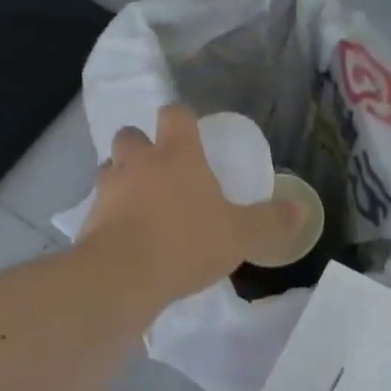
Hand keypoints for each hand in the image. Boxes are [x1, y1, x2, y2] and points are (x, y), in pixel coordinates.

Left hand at [78, 104, 304, 305]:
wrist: (123, 276)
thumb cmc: (187, 243)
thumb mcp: (240, 236)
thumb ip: (270, 221)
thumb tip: (301, 210)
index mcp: (177, 154)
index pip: (175, 114)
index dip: (182, 118)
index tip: (190, 131)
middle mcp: (138, 161)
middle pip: (131, 135)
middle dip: (142, 146)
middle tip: (160, 170)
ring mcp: (109, 187)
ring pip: (110, 168)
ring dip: (122, 178)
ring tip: (140, 202)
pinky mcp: (89, 217)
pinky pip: (100, 205)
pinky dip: (111, 213)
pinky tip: (126, 235)